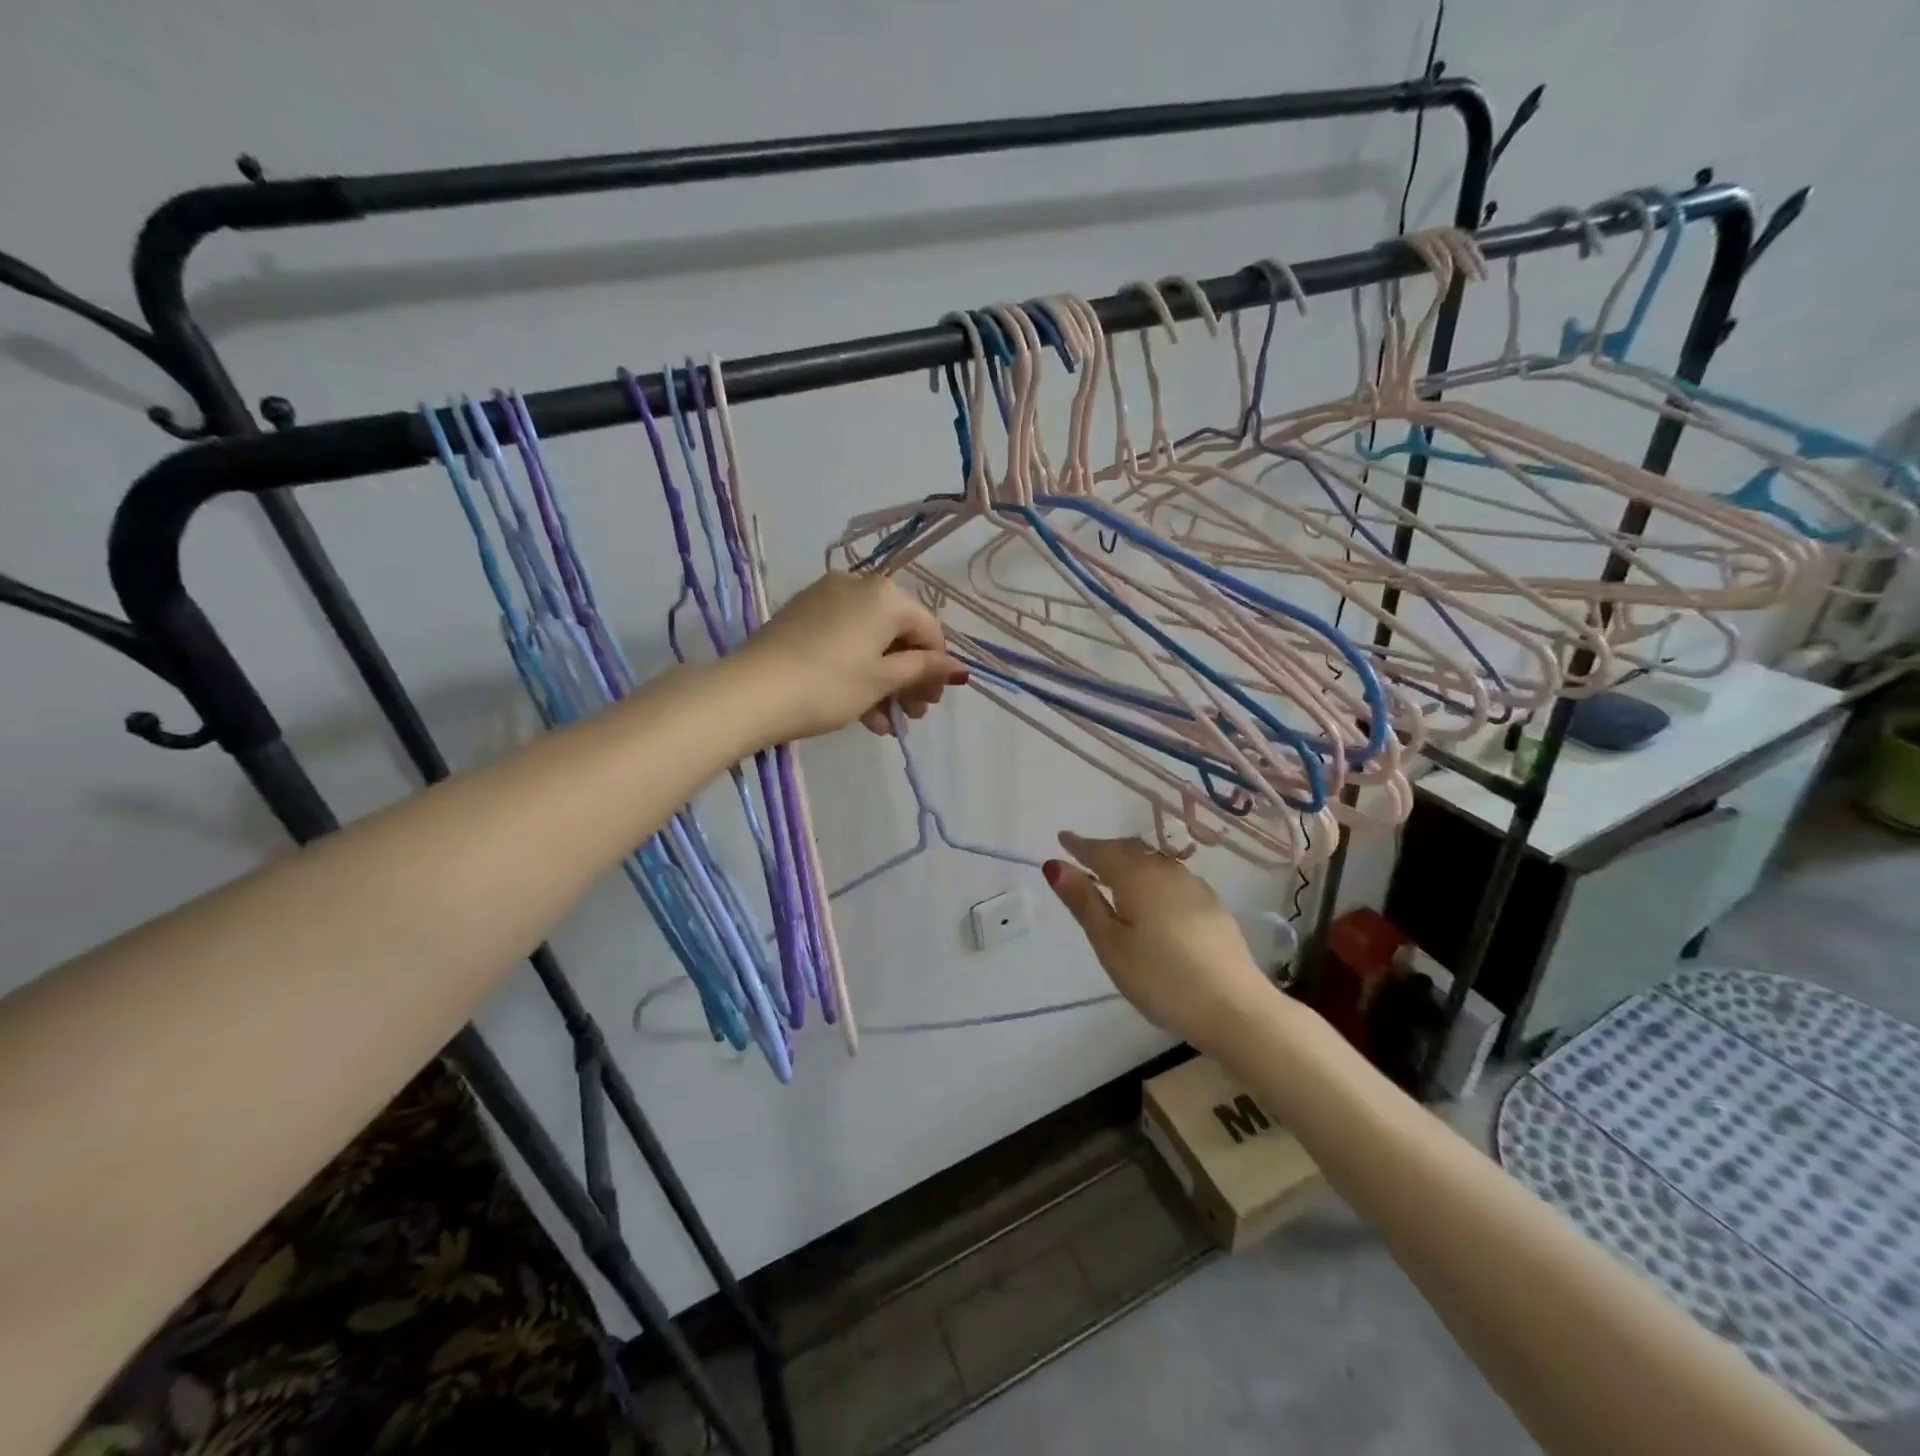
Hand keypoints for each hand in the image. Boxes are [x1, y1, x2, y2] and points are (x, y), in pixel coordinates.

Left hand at [735, 571, 966, 741]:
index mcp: (885, 595)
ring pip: (870, 641)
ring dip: (884, 683)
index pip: (928, 629)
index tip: (932, 703)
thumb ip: (923, 670)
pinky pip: (844, 641)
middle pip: (898, 634)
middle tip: (911, 716)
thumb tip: (960, 669)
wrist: (751, 692)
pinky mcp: (801, 616)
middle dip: (909, 678)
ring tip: (884, 723)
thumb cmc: (829, 685)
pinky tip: (861, 712)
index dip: (937, 668)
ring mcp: (825, 598)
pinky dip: (857, 672)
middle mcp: (858, 585)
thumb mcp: (882, 680)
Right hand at [1045, 832, 1275, 1050]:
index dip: (1079, 845)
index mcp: (1137, 876)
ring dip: (1130, 862)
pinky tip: (1152, 897)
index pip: (1101, 851)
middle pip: (1130, 850)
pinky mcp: (1212, 906)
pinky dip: (1152, 878)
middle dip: (1105, 850)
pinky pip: (1172, 878)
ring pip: (1154, 863)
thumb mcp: (1111, 944)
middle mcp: (1166, 871)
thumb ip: (1084, 902)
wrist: (1235, 1007)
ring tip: (1114, 875)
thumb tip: (1055, 864)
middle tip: (1085, 856)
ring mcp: (1194, 887)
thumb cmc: (1161, 978)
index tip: (1062, 838)